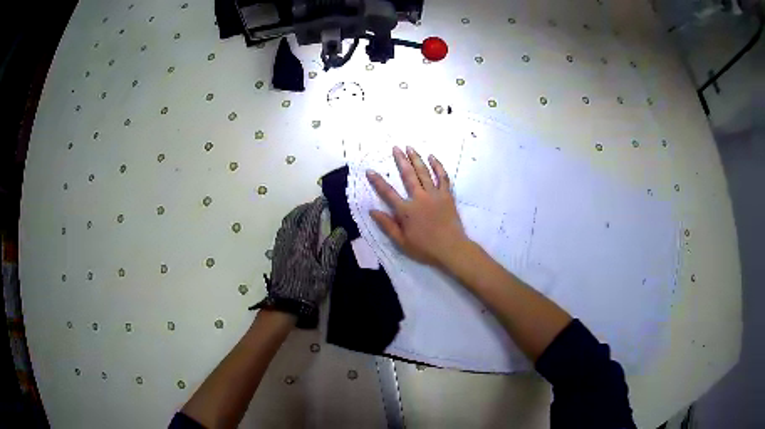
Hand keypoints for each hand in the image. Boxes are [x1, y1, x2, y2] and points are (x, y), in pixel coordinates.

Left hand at [257, 197, 346, 327]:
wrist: (286, 303)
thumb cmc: (309, 288)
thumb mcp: (326, 270)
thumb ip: (332, 248)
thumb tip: (340, 230)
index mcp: (303, 242)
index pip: (310, 218)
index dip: (317, 207)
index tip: (323, 200)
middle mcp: (289, 239)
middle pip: (295, 216)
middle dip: (305, 208)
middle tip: (315, 205)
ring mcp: (281, 245)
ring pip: (286, 222)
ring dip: (295, 214)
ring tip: (305, 212)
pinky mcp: (276, 252)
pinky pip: (282, 230)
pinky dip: (289, 223)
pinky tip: (294, 228)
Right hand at [367, 146, 469, 268]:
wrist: (451, 248)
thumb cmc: (425, 248)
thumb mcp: (401, 241)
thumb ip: (387, 225)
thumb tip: (372, 211)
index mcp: (406, 210)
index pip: (388, 193)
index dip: (377, 181)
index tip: (370, 170)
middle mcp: (419, 198)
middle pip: (408, 175)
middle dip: (401, 160)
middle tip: (395, 148)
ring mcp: (434, 195)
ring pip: (424, 172)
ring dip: (416, 159)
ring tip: (410, 147)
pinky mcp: (447, 196)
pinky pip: (443, 178)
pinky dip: (438, 166)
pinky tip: (433, 158)